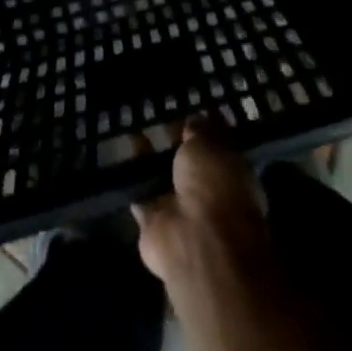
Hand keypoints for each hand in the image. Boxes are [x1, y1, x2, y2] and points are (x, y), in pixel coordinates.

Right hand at [133, 123, 272, 289]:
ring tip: (133, 133)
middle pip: (188, 164)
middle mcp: (209, 192)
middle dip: (173, 146)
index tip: (184, 110)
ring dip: (151, 163)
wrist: (195, 240)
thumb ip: (200, 130)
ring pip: (164, 180)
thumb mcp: (209, 143)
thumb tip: (195, 119)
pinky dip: (132, 184)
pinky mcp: (155, 225)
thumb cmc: (213, 184)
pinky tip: (120, 163)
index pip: (217, 146)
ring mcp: (182, 211)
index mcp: (232, 172)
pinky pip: (142, 197)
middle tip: (154, 120)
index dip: (201, 129)